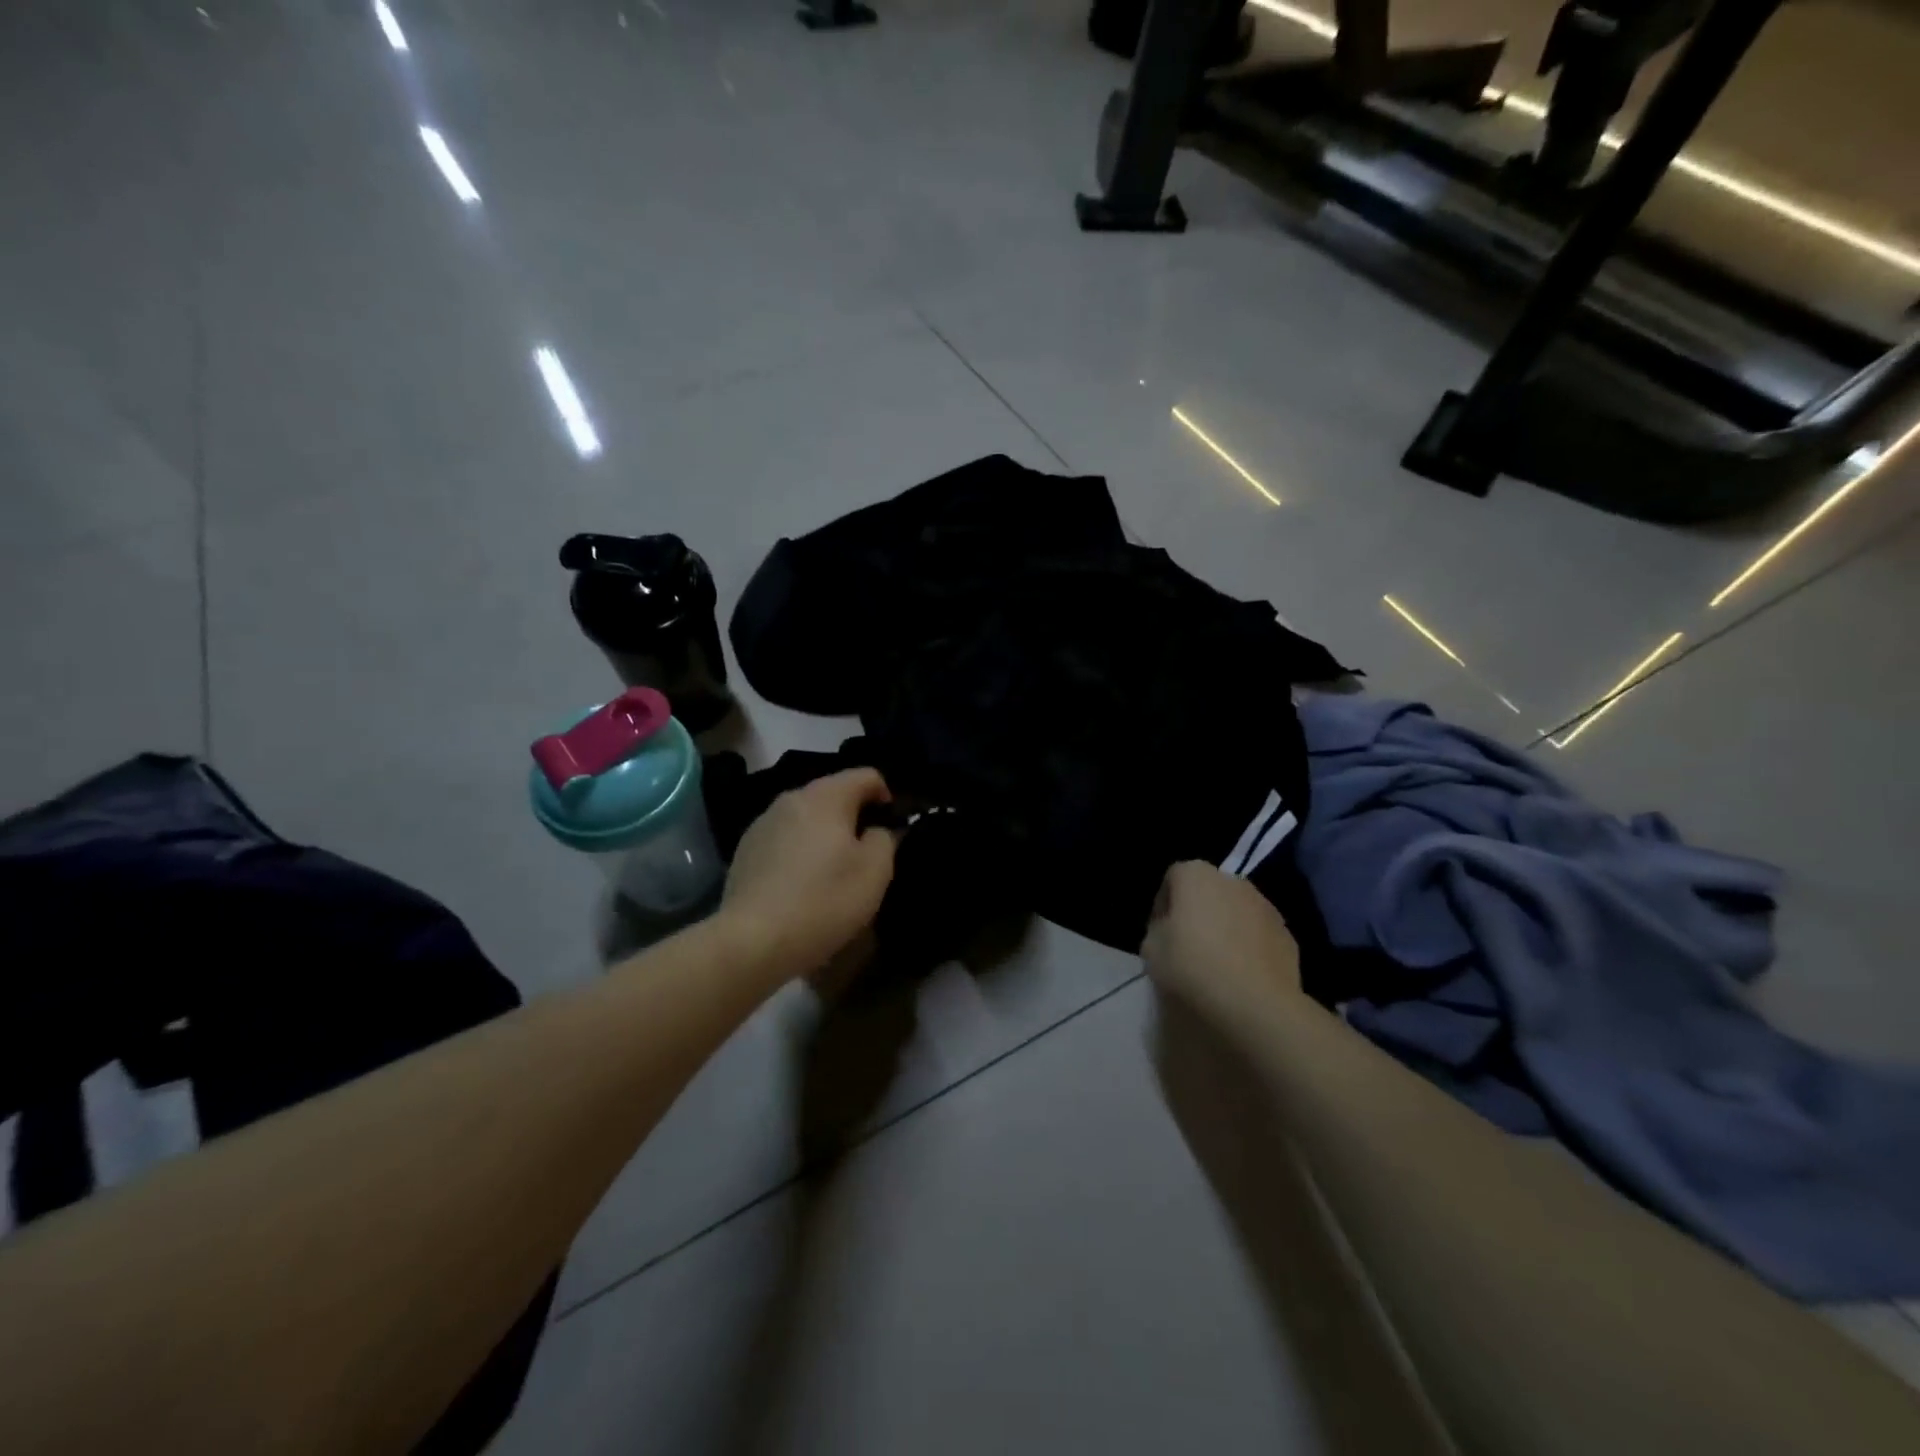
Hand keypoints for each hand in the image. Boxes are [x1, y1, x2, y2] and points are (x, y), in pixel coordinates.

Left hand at [721, 768, 897, 980]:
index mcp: (826, 796)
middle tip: (867, 854)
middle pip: (833, 794)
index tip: (894, 828)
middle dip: (854, 817)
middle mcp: (791, 798)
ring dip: (825, 835)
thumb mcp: (875, 872)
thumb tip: (877, 830)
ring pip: (806, 818)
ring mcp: (762, 823)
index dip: (887, 796)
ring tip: (833, 872)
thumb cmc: (824, 900)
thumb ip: (885, 839)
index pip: (866, 775)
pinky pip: (784, 840)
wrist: (753, 941)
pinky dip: (799, 852)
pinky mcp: (744, 851)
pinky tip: (801, 885)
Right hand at [1140, 862, 1301, 1025]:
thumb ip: (1157, 930)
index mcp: (1196, 876)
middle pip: (1208, 891)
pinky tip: (1242, 975)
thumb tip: (1170, 930)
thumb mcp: (1151, 949)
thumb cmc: (1193, 967)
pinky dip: (1250, 946)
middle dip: (1198, 912)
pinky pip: (1258, 934)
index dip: (1163, 906)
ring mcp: (1265, 905)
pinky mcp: (1287, 934)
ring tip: (1218, 963)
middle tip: (1187, 946)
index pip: (1172, 878)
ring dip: (1226, 927)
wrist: (1256, 1003)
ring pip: (1236, 911)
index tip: (1160, 933)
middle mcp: (1233, 881)